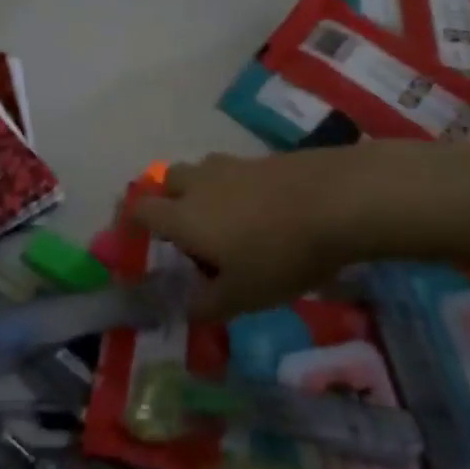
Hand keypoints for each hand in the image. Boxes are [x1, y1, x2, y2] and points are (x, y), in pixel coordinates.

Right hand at [130, 150, 361, 320]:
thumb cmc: (280, 253)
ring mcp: (233, 166)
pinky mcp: (264, 158)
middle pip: (168, 180)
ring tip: (226, 217)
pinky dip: (237, 187)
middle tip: (186, 228)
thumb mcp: (244, 295)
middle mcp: (199, 185)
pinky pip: (236, 171)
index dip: (132, 221)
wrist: (337, 200)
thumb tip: (188, 310)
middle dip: (168, 199)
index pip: (141, 210)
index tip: (135, 236)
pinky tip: (263, 209)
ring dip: (203, 189)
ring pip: (202, 171)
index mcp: (183, 217)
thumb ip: (209, 304)